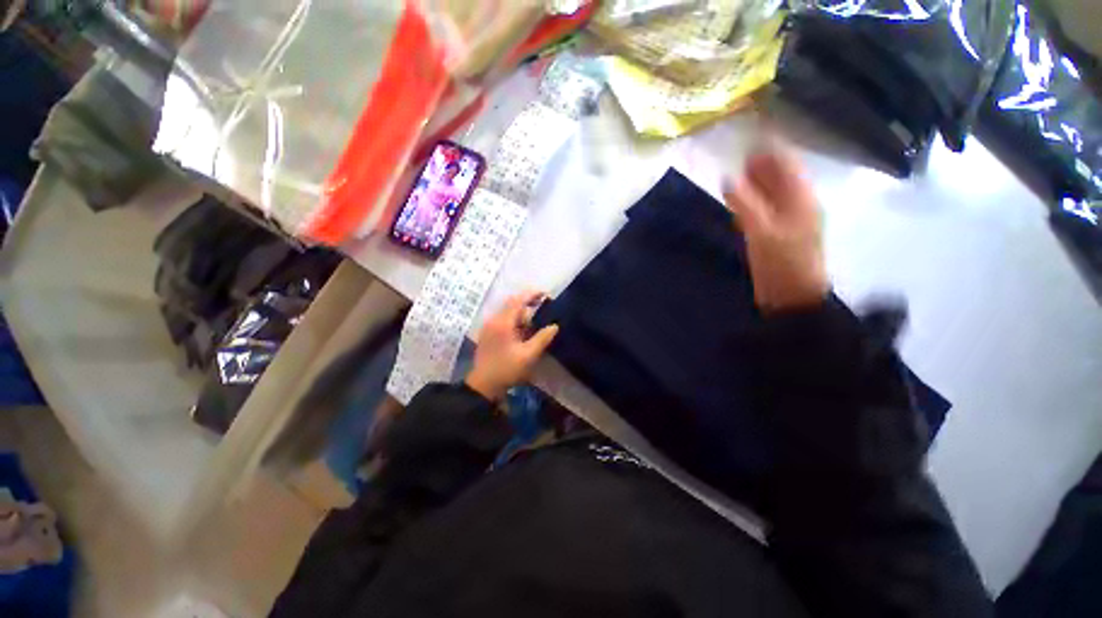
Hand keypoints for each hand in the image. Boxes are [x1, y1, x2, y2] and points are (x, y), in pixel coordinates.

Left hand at [466, 291, 559, 400]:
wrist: (483, 385)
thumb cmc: (507, 369)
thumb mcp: (528, 355)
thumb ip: (542, 338)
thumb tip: (554, 326)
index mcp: (503, 323)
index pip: (518, 300)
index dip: (531, 295)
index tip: (545, 295)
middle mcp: (494, 320)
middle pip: (512, 305)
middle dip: (528, 307)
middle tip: (542, 314)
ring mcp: (489, 327)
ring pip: (508, 313)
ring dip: (521, 317)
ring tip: (533, 328)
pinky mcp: (487, 334)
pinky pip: (503, 321)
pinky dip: (514, 322)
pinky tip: (522, 334)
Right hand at [723, 143, 828, 311]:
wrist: (791, 298)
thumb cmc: (782, 263)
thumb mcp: (762, 231)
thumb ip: (744, 203)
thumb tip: (727, 177)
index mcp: (801, 198)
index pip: (787, 163)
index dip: (770, 147)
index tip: (750, 135)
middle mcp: (798, 203)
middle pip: (781, 176)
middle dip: (761, 163)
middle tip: (738, 152)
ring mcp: (788, 219)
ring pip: (773, 192)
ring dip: (756, 181)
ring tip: (736, 171)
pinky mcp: (778, 233)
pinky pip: (766, 208)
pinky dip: (753, 199)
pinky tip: (740, 200)